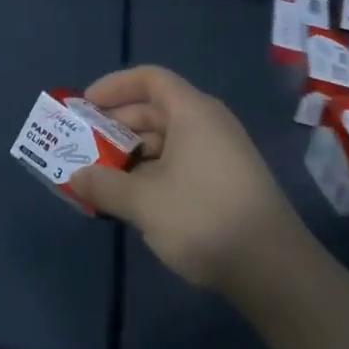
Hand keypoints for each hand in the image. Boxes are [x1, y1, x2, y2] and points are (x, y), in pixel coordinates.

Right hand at [69, 65, 301, 293]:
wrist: (275, 270)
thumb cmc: (204, 218)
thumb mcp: (144, 202)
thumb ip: (104, 185)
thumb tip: (74, 177)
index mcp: (192, 111)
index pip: (149, 79)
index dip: (114, 86)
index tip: (85, 106)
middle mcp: (208, 123)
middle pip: (155, 109)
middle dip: (117, 125)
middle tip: (85, 144)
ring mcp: (221, 153)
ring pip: (167, 139)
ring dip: (133, 153)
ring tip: (102, 176)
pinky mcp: (227, 181)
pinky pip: (181, 161)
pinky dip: (153, 172)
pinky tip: (134, 199)